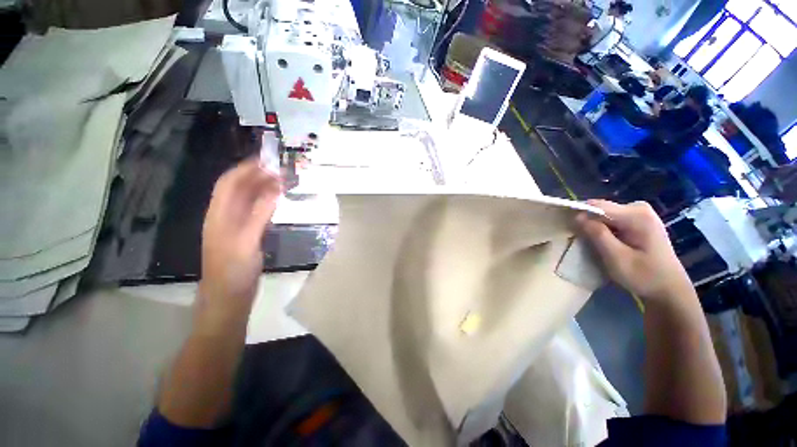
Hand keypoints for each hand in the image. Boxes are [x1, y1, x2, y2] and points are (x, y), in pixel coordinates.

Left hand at [199, 158, 281, 309]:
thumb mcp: (247, 241)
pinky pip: (257, 212)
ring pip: (249, 200)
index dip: (245, 169)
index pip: (229, 183)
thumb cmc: (233, 271)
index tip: (266, 160)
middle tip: (281, 170)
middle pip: (240, 189)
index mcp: (219, 215)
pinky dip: (267, 203)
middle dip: (257, 177)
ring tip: (283, 181)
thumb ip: (260, 214)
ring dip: (263, 189)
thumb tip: (275, 189)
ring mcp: (237, 226)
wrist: (229, 298)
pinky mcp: (247, 234)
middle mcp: (226, 216)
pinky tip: (278, 200)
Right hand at [576, 200, 692, 302]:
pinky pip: (612, 219)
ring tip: (593, 243)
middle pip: (601, 208)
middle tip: (583, 241)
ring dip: (595, 226)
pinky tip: (605, 242)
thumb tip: (577, 216)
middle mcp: (639, 208)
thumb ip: (597, 235)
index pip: (597, 206)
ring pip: (604, 214)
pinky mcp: (640, 221)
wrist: (669, 290)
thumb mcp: (616, 258)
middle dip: (588, 222)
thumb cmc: (644, 276)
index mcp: (637, 215)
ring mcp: (641, 214)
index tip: (571, 231)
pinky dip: (604, 229)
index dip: (580, 216)